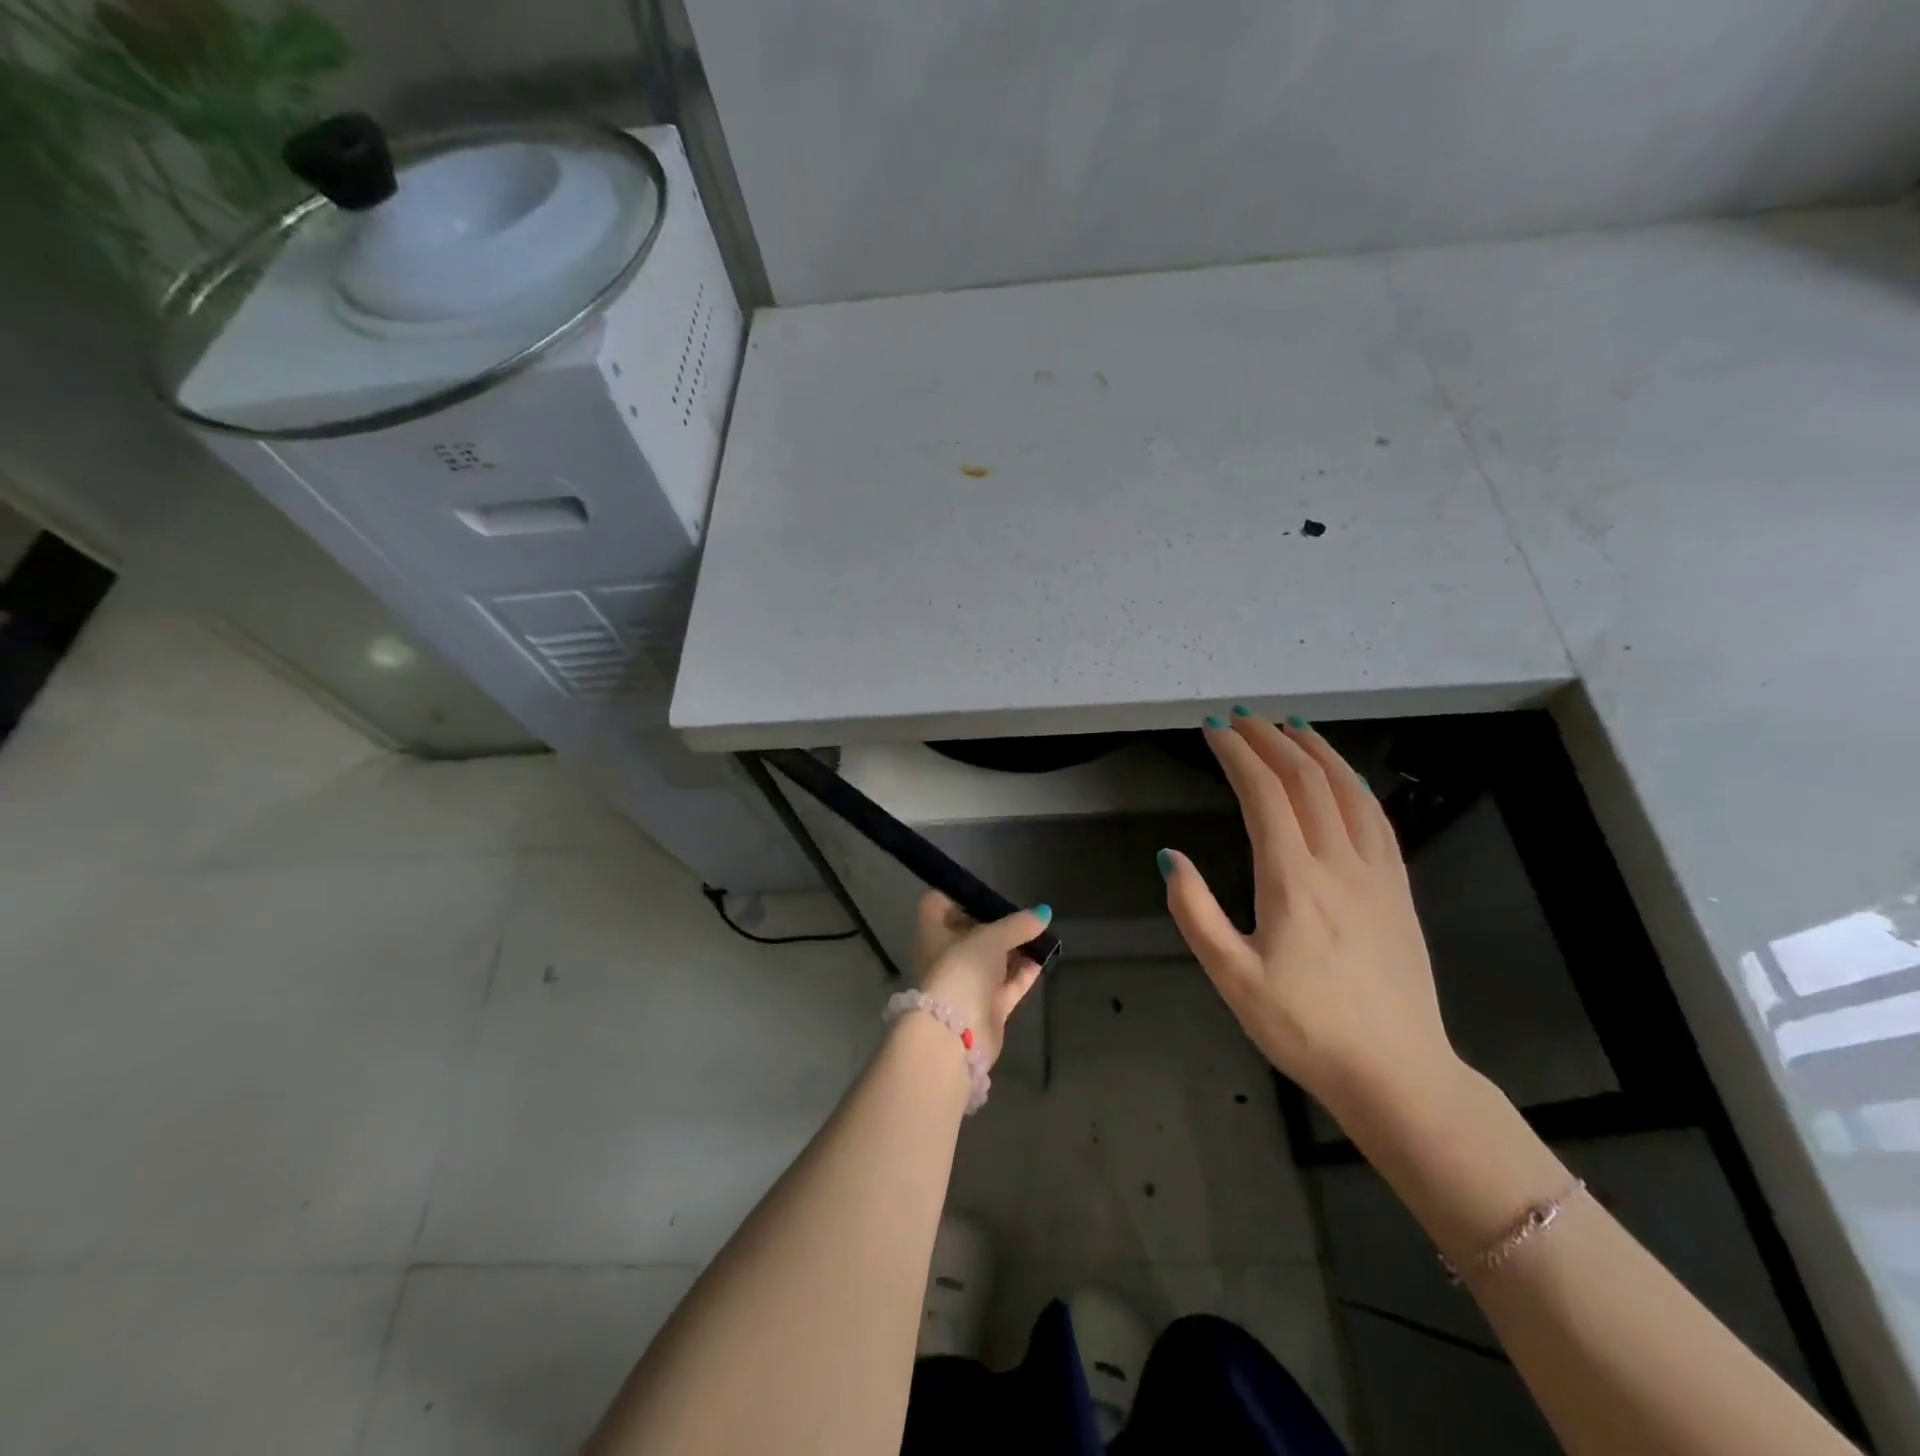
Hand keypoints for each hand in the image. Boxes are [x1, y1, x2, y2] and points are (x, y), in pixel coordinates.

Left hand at [909, 891, 1049, 1068]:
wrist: (957, 1034)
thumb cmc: (962, 970)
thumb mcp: (991, 938)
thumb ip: (1018, 925)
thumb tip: (1043, 913)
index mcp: (933, 933)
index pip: (938, 904)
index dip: (957, 894)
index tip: (983, 890)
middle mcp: (946, 955)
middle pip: (970, 931)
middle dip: (995, 923)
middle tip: (1022, 914)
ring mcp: (966, 982)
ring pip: (992, 959)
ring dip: (1014, 948)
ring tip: (1040, 933)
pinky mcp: (986, 1006)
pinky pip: (1008, 983)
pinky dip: (1023, 972)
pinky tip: (1044, 958)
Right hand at [1161, 711, 1456, 1115]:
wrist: (1398, 1073)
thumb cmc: (1305, 1029)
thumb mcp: (1233, 979)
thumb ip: (1196, 913)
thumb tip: (1171, 857)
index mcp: (1293, 881)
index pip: (1263, 794)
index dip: (1237, 754)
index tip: (1213, 730)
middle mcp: (1338, 863)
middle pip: (1305, 780)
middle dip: (1270, 739)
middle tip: (1240, 717)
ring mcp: (1377, 873)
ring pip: (1348, 790)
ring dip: (1316, 750)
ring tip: (1290, 725)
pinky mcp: (1400, 889)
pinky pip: (1377, 817)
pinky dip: (1353, 783)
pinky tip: (1342, 777)